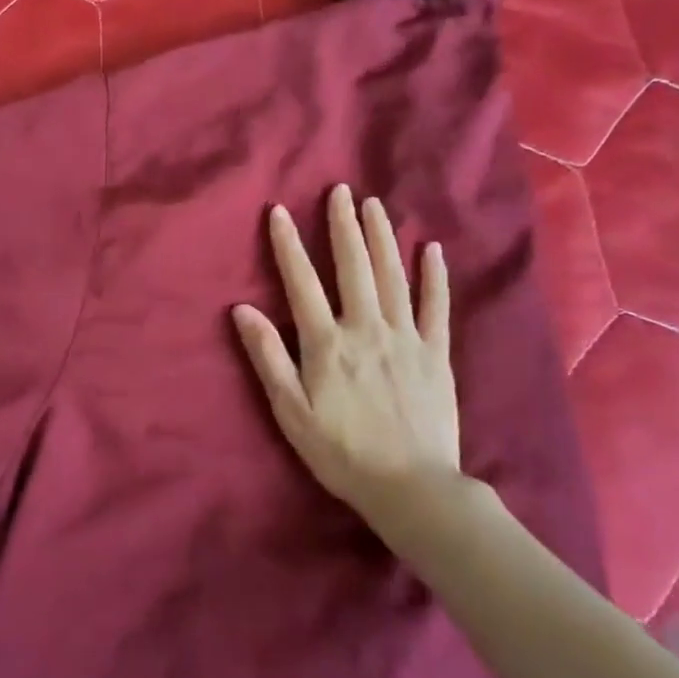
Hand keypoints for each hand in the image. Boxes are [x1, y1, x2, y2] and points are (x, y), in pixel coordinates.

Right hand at [232, 184, 467, 524]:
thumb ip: (267, 358)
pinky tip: (431, 250)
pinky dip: (434, 276)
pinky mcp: (436, 354)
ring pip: (393, 276)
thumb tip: (241, 310)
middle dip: (343, 226)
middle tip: (340, 190)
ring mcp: (406, 338)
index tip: (280, 211)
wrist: (411, 486)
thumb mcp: (291, 412)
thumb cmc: (341, 453)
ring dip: (382, 238)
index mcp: (327, 344)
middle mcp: (366, 329)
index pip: (302, 283)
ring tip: (374, 205)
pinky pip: (436, 307)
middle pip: (353, 267)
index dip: (288, 245)